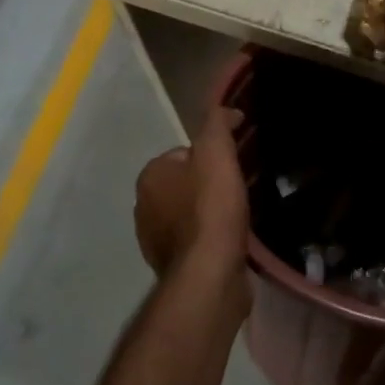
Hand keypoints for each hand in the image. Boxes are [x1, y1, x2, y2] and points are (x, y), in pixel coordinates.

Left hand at [135, 106, 251, 320]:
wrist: (208, 274)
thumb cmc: (211, 209)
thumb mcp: (216, 153)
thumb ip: (217, 125)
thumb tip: (227, 111)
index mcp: (150, 175)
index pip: (183, 153)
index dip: (212, 156)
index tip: (234, 166)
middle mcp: (144, 206)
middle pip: (186, 183)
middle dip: (210, 185)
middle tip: (240, 190)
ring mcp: (155, 239)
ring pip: (189, 213)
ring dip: (211, 213)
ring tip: (239, 216)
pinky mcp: (172, 265)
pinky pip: (195, 240)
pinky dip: (211, 237)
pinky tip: (231, 241)